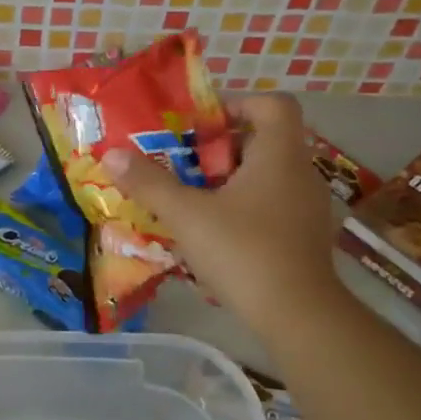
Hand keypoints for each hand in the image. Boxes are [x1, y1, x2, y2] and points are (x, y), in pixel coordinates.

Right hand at [100, 93, 342, 327]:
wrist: (298, 315)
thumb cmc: (244, 252)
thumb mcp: (187, 215)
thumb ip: (149, 183)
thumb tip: (111, 155)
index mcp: (279, 155)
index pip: (272, 104)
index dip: (238, 104)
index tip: (202, 126)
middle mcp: (301, 173)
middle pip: (265, 140)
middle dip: (223, 148)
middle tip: (185, 164)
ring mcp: (309, 207)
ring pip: (268, 176)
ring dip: (232, 180)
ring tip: (194, 200)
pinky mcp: (306, 237)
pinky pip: (274, 205)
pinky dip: (246, 208)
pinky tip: (217, 234)